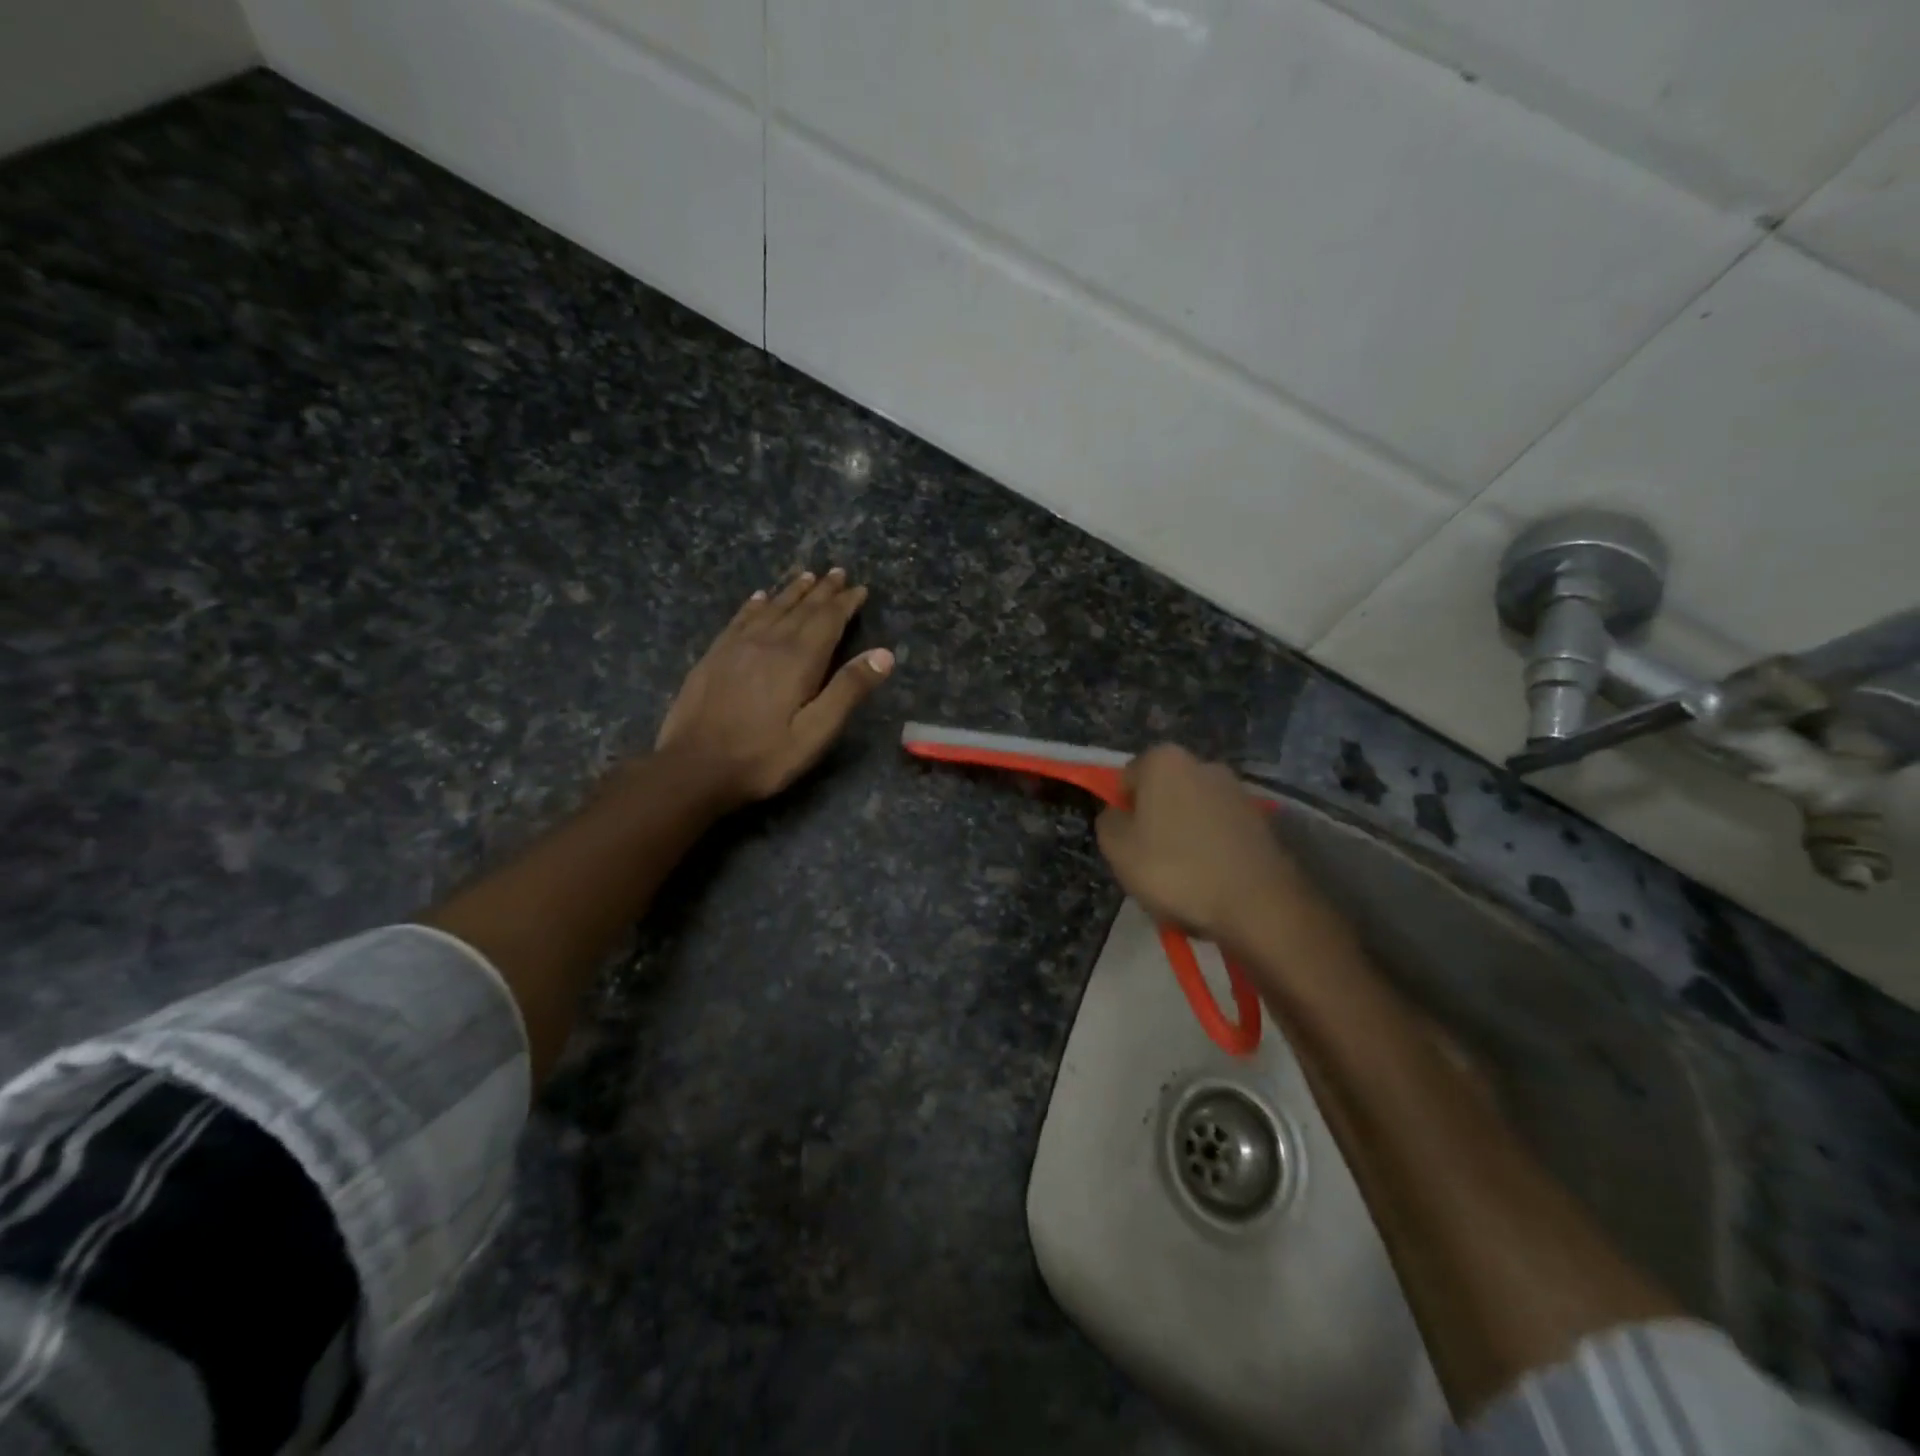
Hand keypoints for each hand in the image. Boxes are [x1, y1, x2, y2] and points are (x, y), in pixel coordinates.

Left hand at [655, 568, 892, 806]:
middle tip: (838, 573)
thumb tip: (884, 654)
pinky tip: (759, 597)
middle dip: (822, 591)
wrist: (693, 767)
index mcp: (798, 659)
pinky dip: (755, 604)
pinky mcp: (714, 656)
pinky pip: (740, 619)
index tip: (860, 588)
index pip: (828, 620)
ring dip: (792, 591)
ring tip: (807, 576)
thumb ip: (848, 690)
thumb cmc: (763, 756)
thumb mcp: (816, 732)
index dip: (845, 603)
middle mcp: (769, 642)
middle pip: (801, 608)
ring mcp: (737, 646)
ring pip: (771, 608)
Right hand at [1095, 744, 1305, 946]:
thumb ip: (1108, 821)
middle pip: (1162, 793)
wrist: (1258, 904)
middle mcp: (1203, 763)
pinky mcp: (1260, 820)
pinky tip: (1211, 882)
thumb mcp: (1117, 848)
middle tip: (1150, 863)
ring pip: (1192, 814)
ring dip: (1183, 837)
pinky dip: (1211, 850)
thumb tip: (1118, 814)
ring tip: (1184, 880)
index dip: (1121, 812)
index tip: (1126, 844)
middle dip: (1154, 822)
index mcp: (1164, 760)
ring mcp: (1237, 791)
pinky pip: (1219, 832)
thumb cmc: (1175, 869)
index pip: (1126, 779)